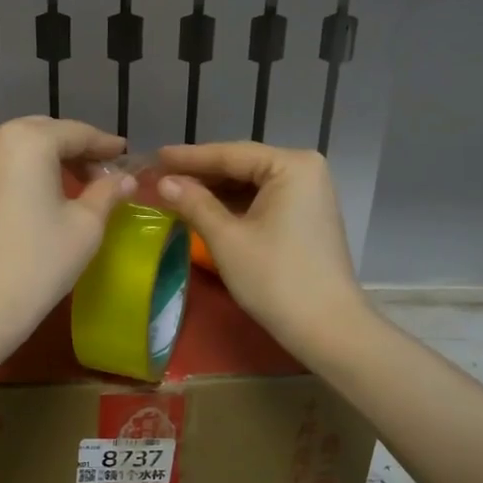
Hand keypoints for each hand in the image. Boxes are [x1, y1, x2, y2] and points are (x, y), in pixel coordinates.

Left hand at [0, 117, 134, 349]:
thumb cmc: (39, 263)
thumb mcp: (86, 226)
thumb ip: (107, 192)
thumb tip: (124, 178)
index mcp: (28, 140)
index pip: (76, 133)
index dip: (103, 144)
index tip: (122, 154)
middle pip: (40, 133)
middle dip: (69, 149)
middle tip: (95, 173)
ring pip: (8, 146)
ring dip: (35, 157)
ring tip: (56, 181)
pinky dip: (2, 169)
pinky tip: (12, 188)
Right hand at [155, 142, 367, 357]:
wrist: (327, 328)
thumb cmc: (275, 278)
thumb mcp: (226, 239)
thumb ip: (194, 203)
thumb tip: (163, 182)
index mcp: (291, 165)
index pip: (230, 154)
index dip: (189, 157)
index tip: (154, 155)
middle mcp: (305, 170)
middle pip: (242, 165)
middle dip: (201, 174)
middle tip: (160, 175)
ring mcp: (309, 194)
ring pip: (251, 184)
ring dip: (215, 190)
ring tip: (175, 191)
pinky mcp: (306, 216)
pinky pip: (263, 200)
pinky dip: (234, 205)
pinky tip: (205, 209)